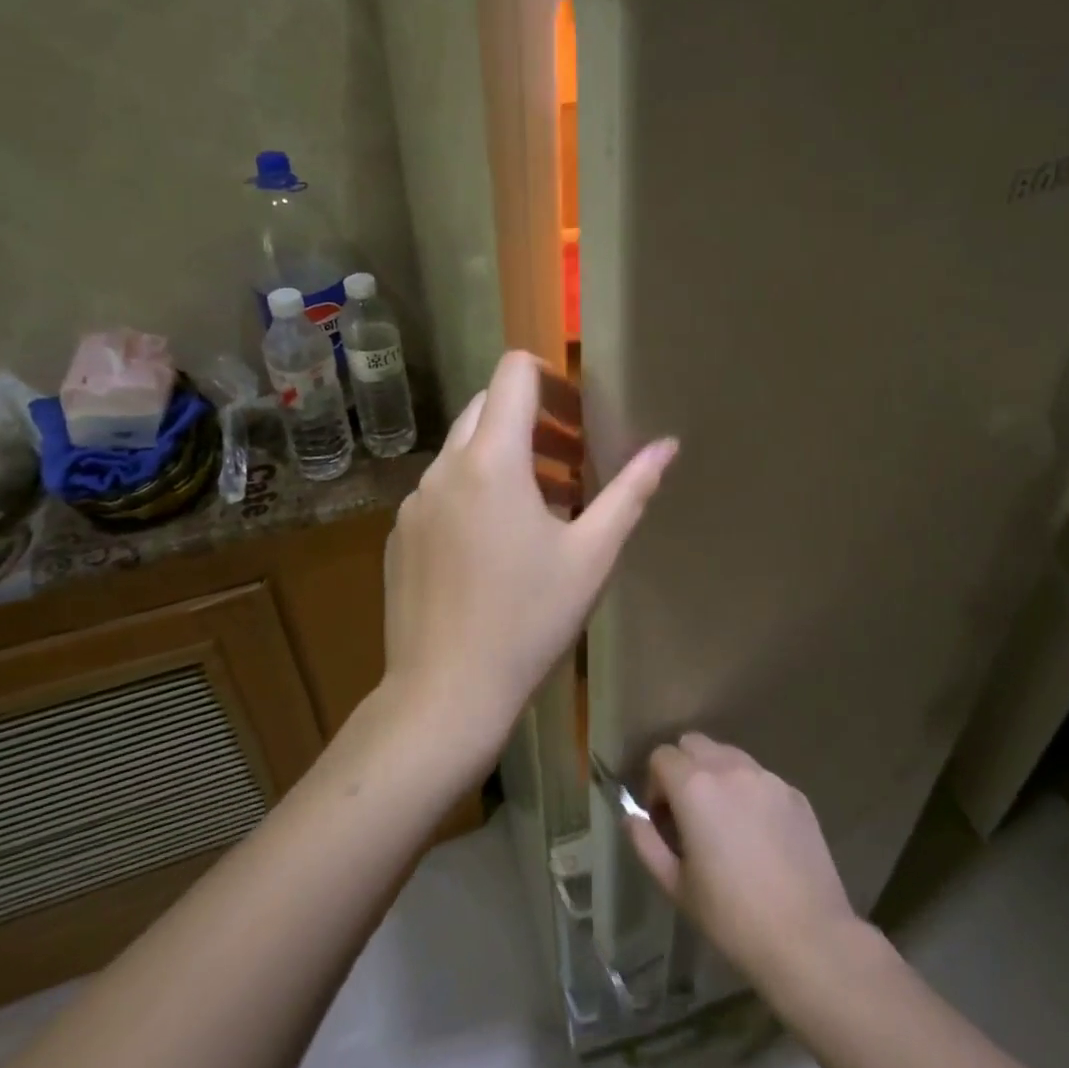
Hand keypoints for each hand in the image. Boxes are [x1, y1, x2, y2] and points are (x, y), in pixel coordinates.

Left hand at [381, 351, 676, 765]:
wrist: (444, 694)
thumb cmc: (528, 620)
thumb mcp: (592, 555)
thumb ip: (631, 490)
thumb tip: (667, 445)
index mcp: (492, 460)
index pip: (514, 373)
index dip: (551, 378)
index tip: (580, 414)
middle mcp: (445, 466)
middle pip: (488, 406)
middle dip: (534, 420)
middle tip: (574, 460)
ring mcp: (415, 500)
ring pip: (465, 449)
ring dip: (507, 457)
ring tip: (548, 505)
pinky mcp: (402, 532)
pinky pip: (443, 488)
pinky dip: (476, 490)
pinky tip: (499, 545)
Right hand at [626, 734, 859, 983]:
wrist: (809, 939)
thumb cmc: (733, 918)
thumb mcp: (677, 887)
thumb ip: (647, 844)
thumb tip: (632, 817)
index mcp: (695, 786)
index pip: (661, 756)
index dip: (655, 784)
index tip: (663, 820)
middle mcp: (730, 768)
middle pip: (694, 743)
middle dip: (683, 769)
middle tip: (689, 814)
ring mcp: (766, 777)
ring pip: (729, 755)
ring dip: (717, 776)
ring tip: (724, 822)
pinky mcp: (794, 793)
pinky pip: (760, 778)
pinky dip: (749, 793)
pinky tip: (759, 836)